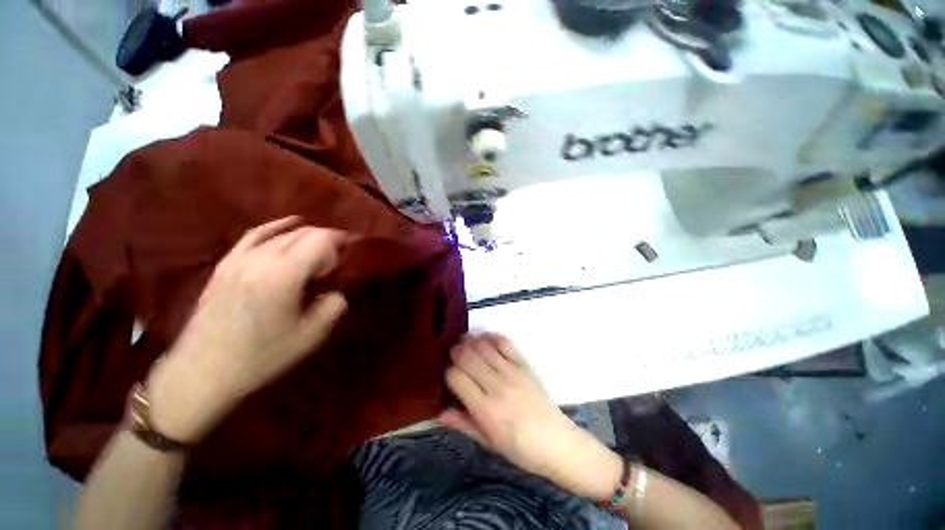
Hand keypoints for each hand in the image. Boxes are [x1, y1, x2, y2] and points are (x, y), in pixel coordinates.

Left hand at [145, 216, 348, 442]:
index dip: (339, 246)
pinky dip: (276, 227)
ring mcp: (239, 259)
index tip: (345, 263)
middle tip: (334, 265)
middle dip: (326, 242)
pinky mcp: (226, 264)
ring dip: (307, 238)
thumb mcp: (310, 337)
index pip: (320, 240)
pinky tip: (290, 224)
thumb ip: (333, 307)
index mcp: (283, 276)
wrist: (203, 372)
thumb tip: (335, 292)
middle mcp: (260, 260)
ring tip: (319, 253)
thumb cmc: (260, 357)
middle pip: (303, 233)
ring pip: (282, 233)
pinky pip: (254, 235)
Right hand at [440, 333, 622, 500]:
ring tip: (464, 342)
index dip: (448, 372)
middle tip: (452, 354)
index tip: (448, 375)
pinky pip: (505, 342)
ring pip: (483, 346)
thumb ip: (463, 423)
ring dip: (470, 340)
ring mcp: (512, 371)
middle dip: (455, 352)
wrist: (557, 442)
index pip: (456, 377)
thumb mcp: (488, 442)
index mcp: (486, 409)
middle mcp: (497, 385)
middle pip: (467, 357)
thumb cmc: (519, 448)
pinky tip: (484, 338)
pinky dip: (491, 336)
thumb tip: (439, 412)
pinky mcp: (524, 364)